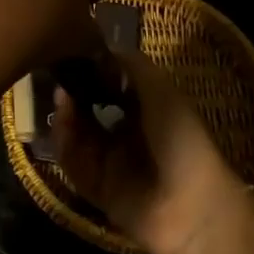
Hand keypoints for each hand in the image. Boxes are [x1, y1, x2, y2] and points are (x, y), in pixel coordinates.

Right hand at [50, 53, 251, 253]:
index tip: (75, 56)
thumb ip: (131, 64)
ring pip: (75, 135)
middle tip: (60, 78)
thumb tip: (100, 46)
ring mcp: (109, 164)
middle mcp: (124, 136)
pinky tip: (61, 123)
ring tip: (61, 99)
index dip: (92, 73)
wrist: (192, 207)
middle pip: (87, 110)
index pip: (109, 88)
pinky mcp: (95, 189)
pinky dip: (63, 142)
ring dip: (65, 116)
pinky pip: (71, 162)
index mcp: (144, 113)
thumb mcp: (161, 90)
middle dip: (73, 94)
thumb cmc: (180, 139)